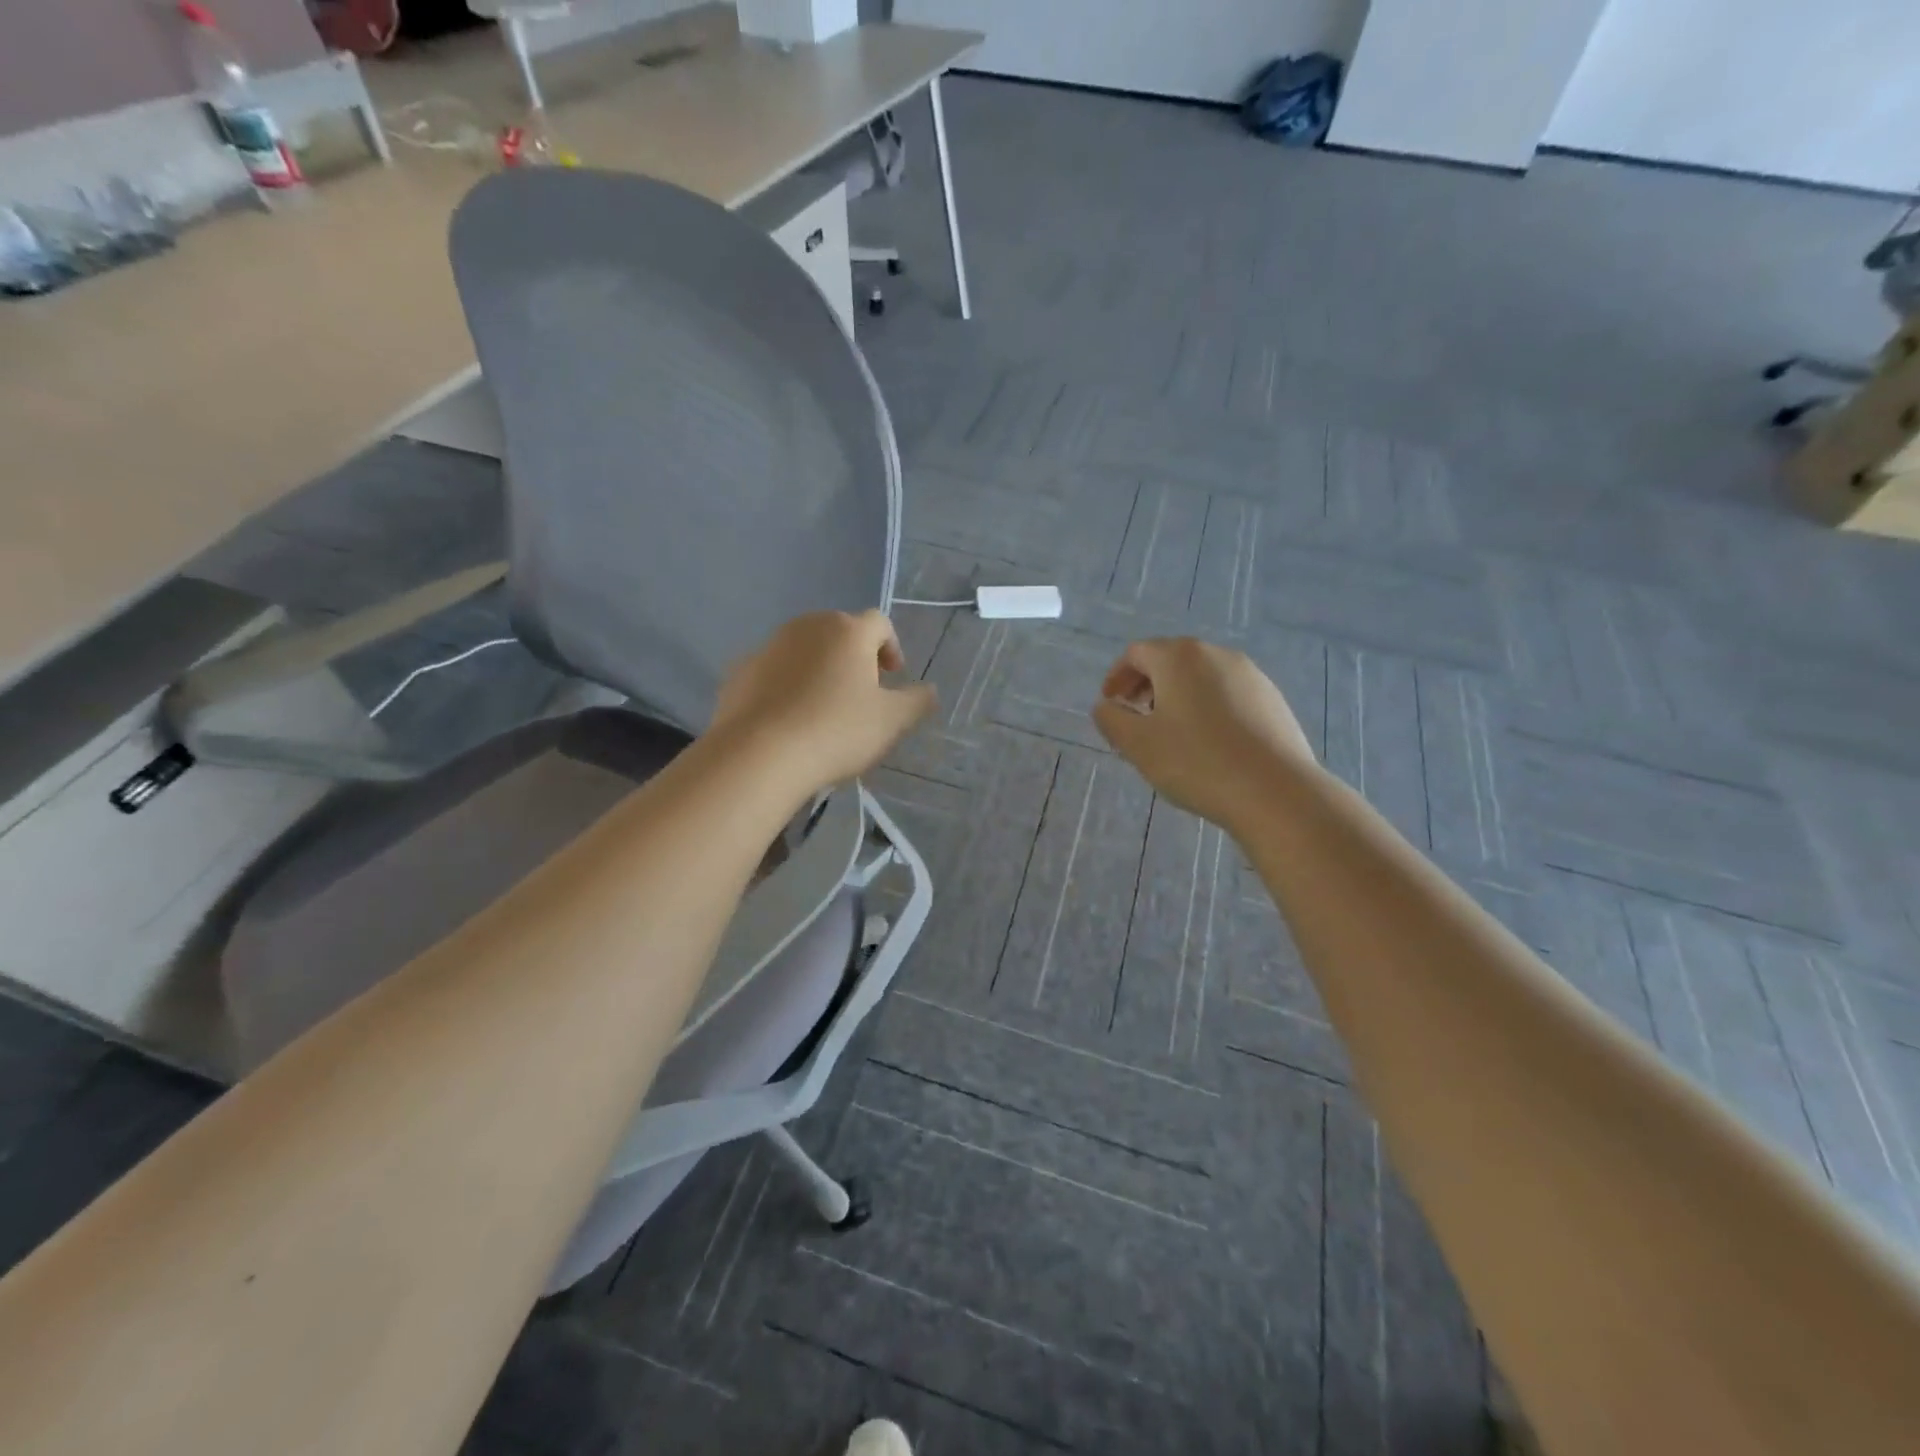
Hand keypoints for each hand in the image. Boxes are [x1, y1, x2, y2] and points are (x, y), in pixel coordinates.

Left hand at [711, 610, 936, 794]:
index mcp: (848, 631)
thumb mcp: (891, 721)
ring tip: (823, 708)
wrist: (760, 754)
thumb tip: (930, 690)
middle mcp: (807, 627)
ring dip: (818, 669)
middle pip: (839, 632)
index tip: (892, 677)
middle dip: (854, 657)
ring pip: (803, 650)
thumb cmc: (837, 731)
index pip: (879, 623)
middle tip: (861, 693)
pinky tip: (788, 719)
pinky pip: (773, 671)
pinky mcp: (740, 671)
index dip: (891, 647)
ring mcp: (769, 646)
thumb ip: (917, 701)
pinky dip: (785, 686)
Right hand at [1091, 638, 1316, 831]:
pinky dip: (1208, 707)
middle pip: (1171, 659)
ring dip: (1178, 696)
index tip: (1110, 704)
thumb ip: (1111, 719)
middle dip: (1147, 684)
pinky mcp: (1273, 699)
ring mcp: (1251, 675)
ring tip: (1171, 732)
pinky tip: (1209, 743)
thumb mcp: (1137, 744)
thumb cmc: (1196, 762)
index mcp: (1179, 657)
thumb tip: (1106, 706)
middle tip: (1136, 716)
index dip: (1117, 676)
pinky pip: (1228, 694)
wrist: (1275, 791)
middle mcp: (1216, 654)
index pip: (1137, 653)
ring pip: (1201, 677)